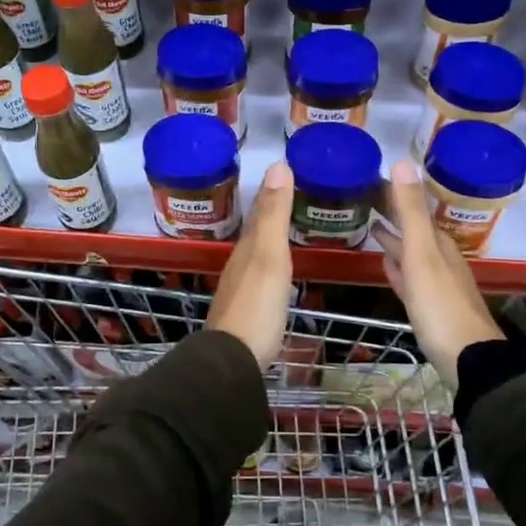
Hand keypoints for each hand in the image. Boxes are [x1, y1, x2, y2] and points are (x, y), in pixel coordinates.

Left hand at [208, 162, 294, 369]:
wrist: (233, 361)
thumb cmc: (257, 305)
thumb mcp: (270, 255)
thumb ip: (274, 214)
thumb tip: (278, 164)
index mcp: (246, 248)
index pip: (260, 212)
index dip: (273, 193)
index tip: (286, 173)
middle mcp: (239, 265)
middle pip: (256, 233)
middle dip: (270, 215)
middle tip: (291, 199)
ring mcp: (240, 291)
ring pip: (256, 256)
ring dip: (269, 241)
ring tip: (287, 233)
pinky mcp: (246, 314)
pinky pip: (260, 279)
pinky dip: (270, 267)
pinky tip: (277, 276)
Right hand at [372, 161, 500, 382]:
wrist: (468, 360)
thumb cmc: (440, 305)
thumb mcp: (422, 254)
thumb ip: (412, 211)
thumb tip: (403, 162)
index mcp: (439, 244)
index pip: (414, 210)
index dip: (395, 195)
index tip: (371, 181)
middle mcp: (440, 260)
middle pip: (414, 231)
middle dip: (394, 216)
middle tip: (366, 201)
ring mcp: (436, 285)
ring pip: (412, 254)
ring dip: (395, 241)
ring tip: (372, 229)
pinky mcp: (429, 308)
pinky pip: (410, 279)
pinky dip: (397, 269)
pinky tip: (387, 267)